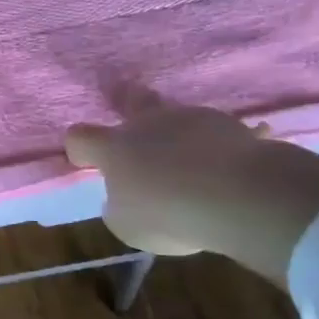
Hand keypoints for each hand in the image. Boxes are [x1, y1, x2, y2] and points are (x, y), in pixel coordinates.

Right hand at [64, 108, 318, 281]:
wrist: (240, 197)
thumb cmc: (168, 214)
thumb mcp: (127, 225)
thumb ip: (119, 207)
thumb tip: (125, 198)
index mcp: (114, 147)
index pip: (80, 137)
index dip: (79, 148)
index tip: (85, 162)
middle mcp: (147, 124)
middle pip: (131, 101)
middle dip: (125, 99)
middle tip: (122, 93)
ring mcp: (190, 119)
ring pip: (177, 116)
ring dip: (177, 130)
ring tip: (190, 151)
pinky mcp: (230, 126)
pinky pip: (221, 133)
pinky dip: (221, 143)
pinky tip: (233, 156)